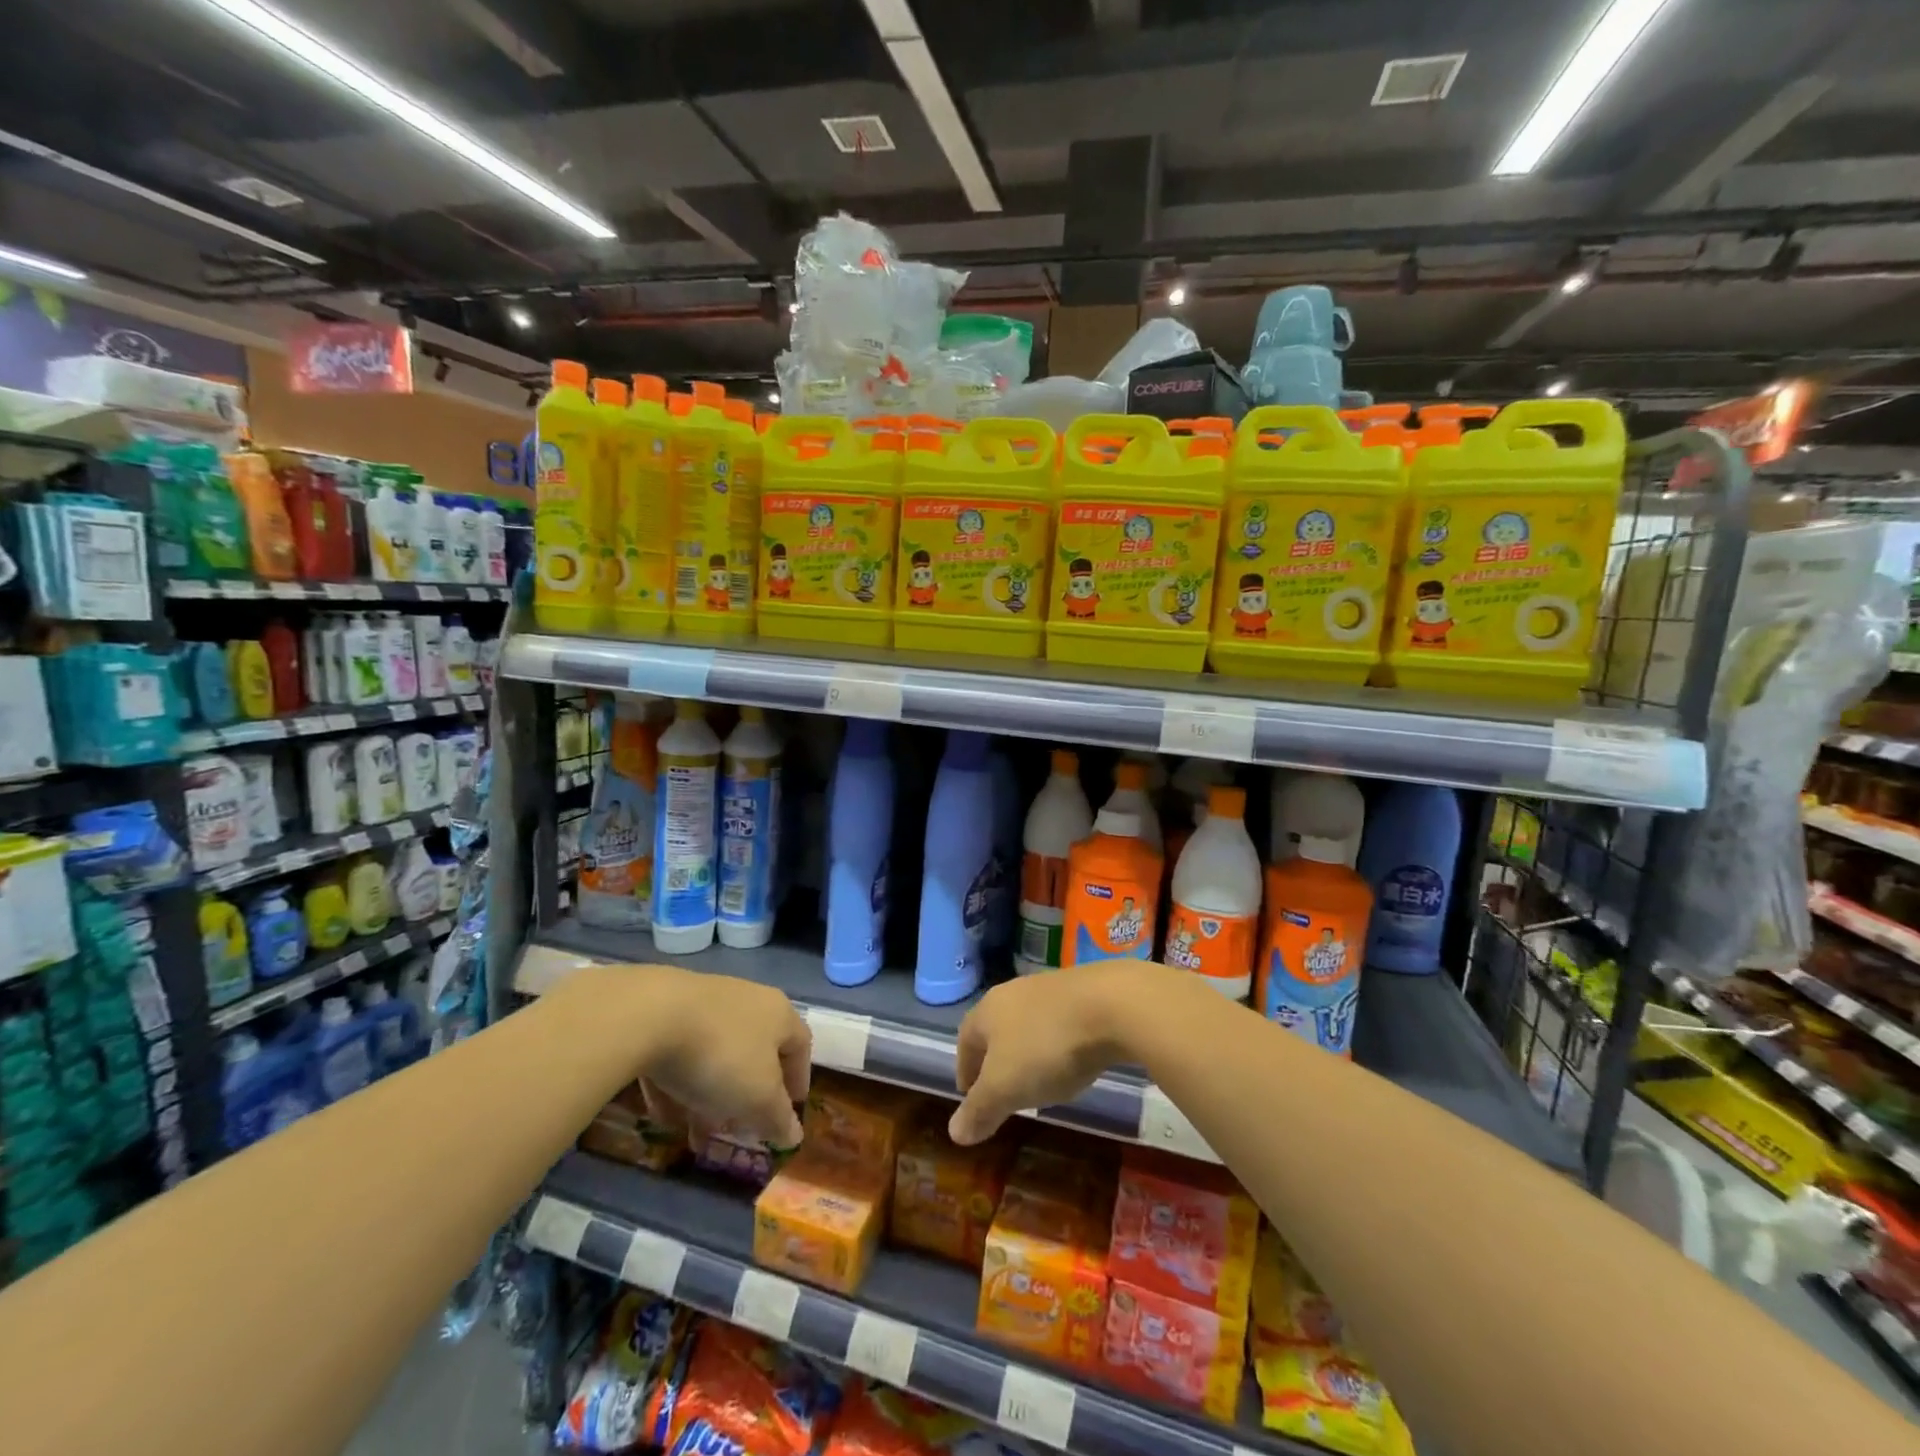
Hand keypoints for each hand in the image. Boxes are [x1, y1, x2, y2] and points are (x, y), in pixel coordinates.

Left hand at [583, 964, 810, 1147]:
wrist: (650, 1015)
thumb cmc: (721, 1056)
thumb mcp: (758, 1097)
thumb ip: (778, 1118)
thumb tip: (794, 1135)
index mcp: (779, 1014)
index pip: (800, 1045)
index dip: (798, 1080)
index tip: (791, 1111)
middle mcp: (749, 1000)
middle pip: (756, 1051)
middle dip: (749, 1095)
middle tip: (740, 1128)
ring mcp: (707, 1002)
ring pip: (717, 1054)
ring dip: (711, 1094)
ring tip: (697, 1131)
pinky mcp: (668, 1010)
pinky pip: (682, 1051)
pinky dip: (679, 1083)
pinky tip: (664, 1112)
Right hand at [949, 964, 1152, 1144]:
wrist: (1111, 1004)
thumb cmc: (1047, 1047)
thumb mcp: (1006, 1088)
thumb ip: (980, 1110)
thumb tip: (955, 1132)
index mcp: (987, 1011)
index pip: (965, 1041)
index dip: (965, 1070)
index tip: (970, 1097)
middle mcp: (1013, 992)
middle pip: (996, 1029)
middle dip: (996, 1060)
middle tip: (1003, 1091)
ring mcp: (1049, 988)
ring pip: (1027, 1023)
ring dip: (1027, 1050)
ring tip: (1039, 1079)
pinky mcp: (1083, 990)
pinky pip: (1059, 1021)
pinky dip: (1057, 1042)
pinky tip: (1072, 1060)